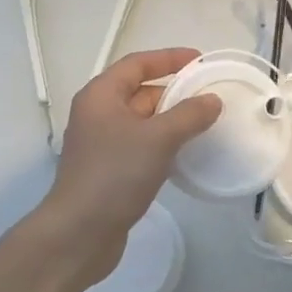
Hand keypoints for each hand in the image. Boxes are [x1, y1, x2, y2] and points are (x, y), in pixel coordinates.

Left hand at [42, 47, 220, 284]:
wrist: (79, 233)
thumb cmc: (115, 175)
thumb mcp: (158, 139)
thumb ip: (188, 115)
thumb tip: (211, 100)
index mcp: (101, 95)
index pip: (137, 64)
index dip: (169, 58)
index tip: (200, 60)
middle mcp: (97, 114)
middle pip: (139, 91)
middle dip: (174, 91)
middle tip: (209, 95)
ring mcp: (102, 143)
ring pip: (142, 121)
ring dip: (171, 119)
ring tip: (205, 122)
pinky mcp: (109, 170)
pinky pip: (141, 145)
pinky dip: (163, 143)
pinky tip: (186, 153)